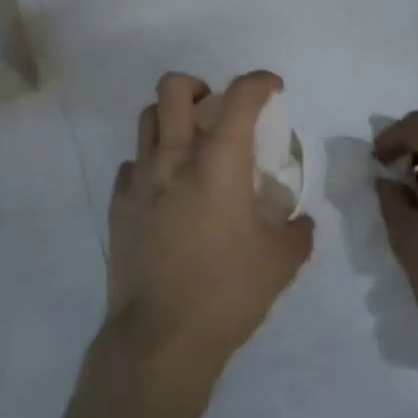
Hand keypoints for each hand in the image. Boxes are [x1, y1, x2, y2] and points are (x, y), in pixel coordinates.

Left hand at [105, 71, 315, 390]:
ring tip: (189, 145)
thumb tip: (299, 221)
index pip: (239, 98)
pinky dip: (150, 163)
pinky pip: (132, 164)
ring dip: (171, 118)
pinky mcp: (118, 203)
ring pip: (147, 119)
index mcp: (218, 164)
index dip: (258, 82)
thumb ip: (295, 232)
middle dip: (198, 85)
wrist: (161, 336)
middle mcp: (173, 159)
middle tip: (214, 108)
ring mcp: (139, 180)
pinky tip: (165, 189)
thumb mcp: (280, 264)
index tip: (271, 87)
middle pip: (173, 89)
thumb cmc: (227, 293)